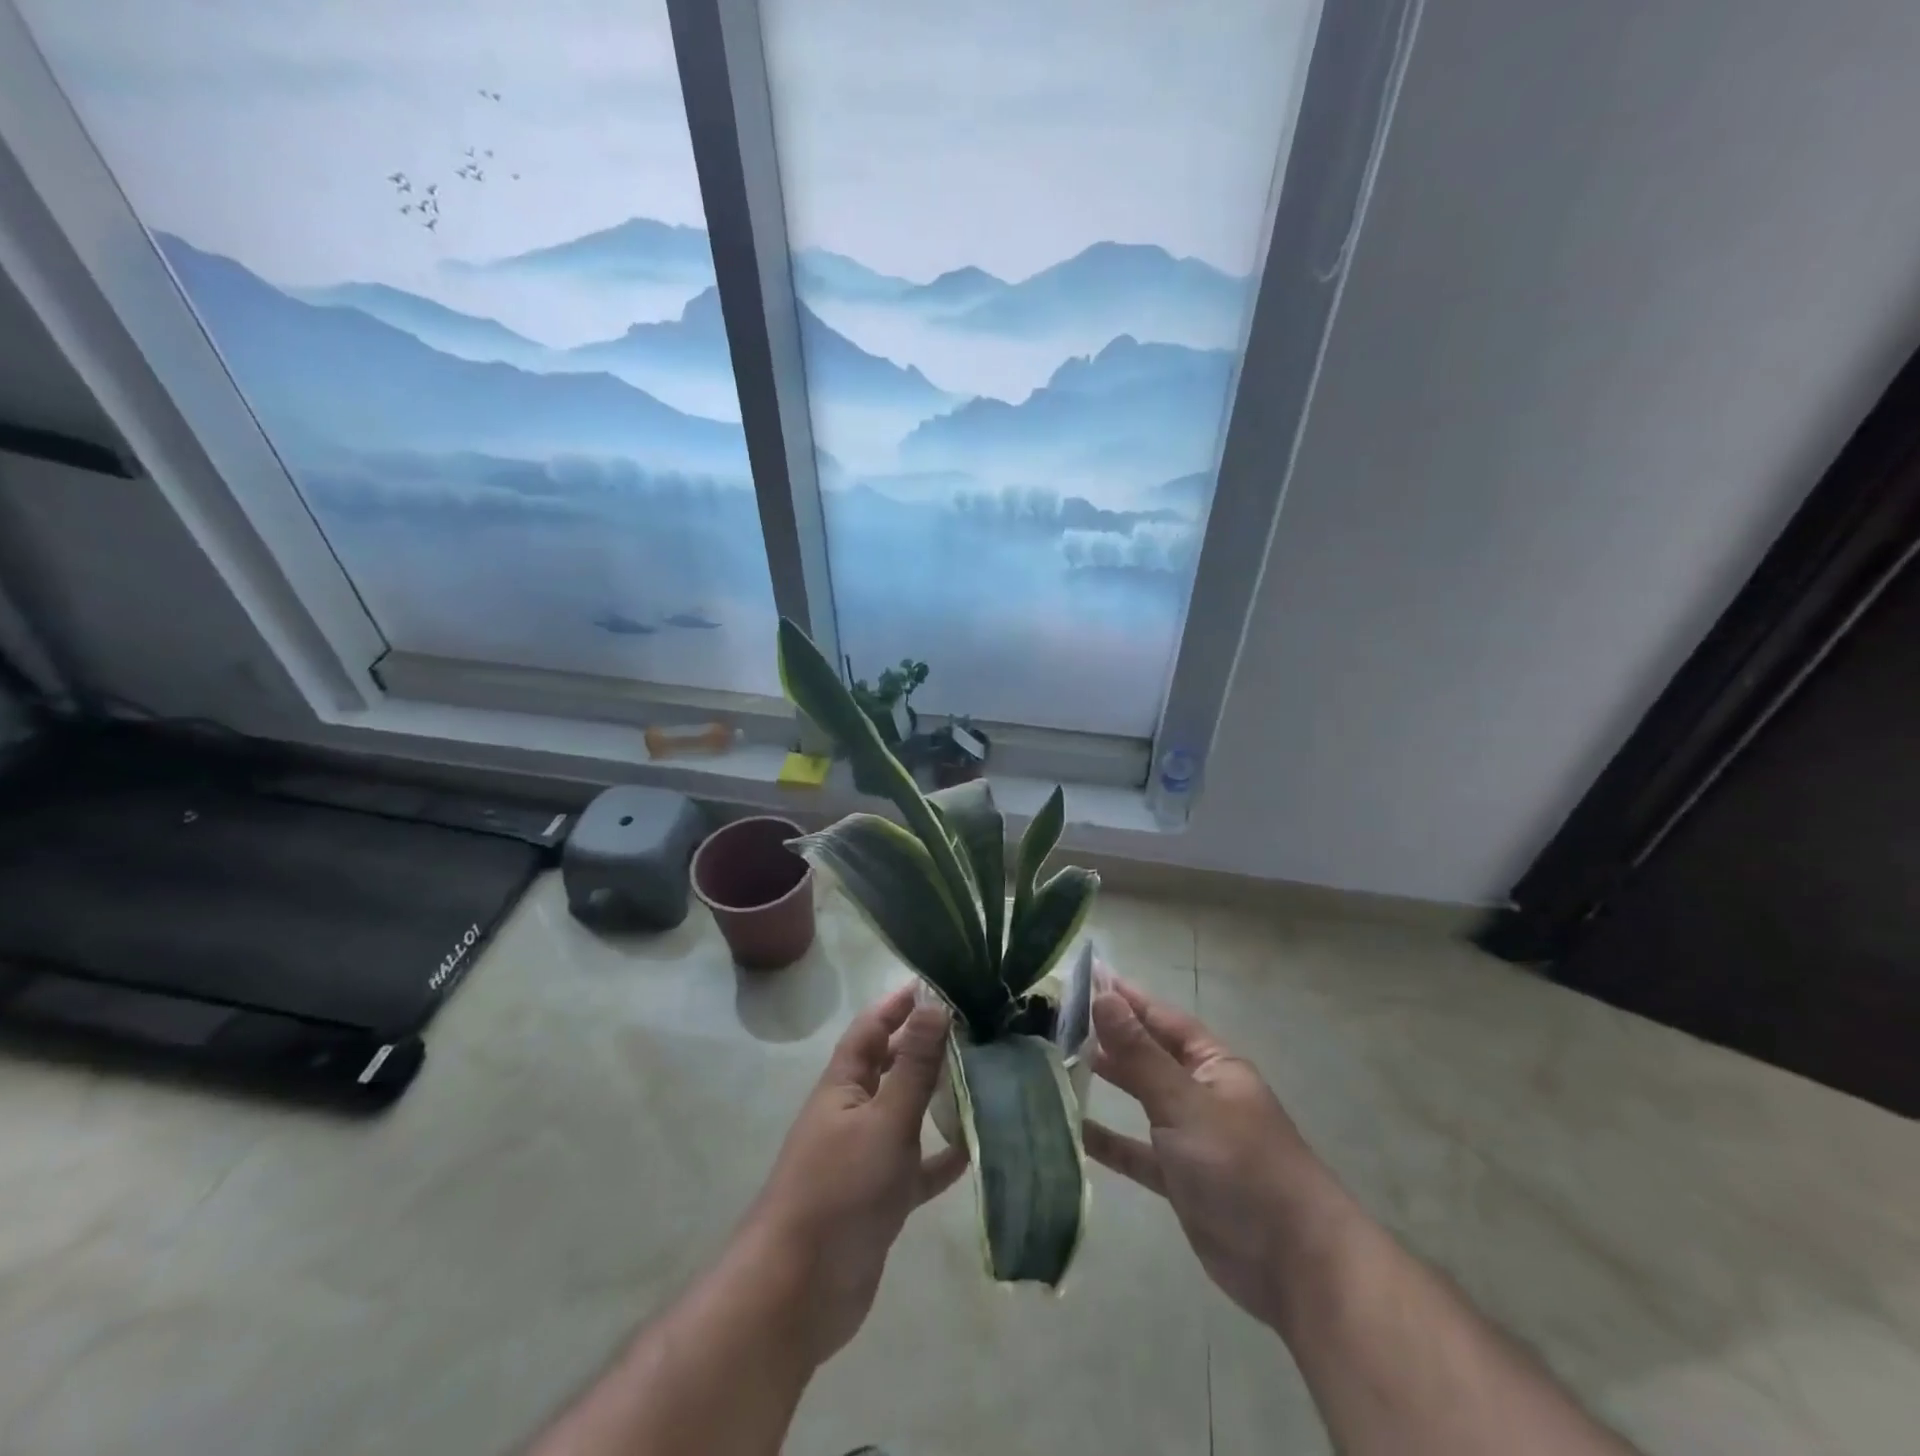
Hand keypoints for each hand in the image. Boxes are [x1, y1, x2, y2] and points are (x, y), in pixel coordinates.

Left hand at [741, 984, 966, 1364]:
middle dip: (925, 1045)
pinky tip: (975, 1149)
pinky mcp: (880, 1198)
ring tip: (982, 1078)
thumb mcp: (884, 1121)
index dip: (898, 1003)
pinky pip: (917, 1167)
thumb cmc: (839, 1191)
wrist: (798, 1292)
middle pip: (891, 1066)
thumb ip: (913, 1066)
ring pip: (907, 1114)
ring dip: (937, 1097)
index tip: (937, 982)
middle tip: (973, 1027)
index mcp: (843, 1085)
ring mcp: (865, 1157)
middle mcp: (853, 1112)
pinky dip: (941, 1157)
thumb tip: (935, 1004)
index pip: (871, 1027)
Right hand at [1085, 977, 1334, 1328]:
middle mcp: (1202, 1093)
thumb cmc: (1241, 1167)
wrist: (1296, 1267)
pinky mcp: (1182, 1180)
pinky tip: (1074, 1130)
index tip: (1086, 975)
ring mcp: (1192, 1138)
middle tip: (1059, 1017)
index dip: (1127, 997)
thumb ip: (1139, 1054)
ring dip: (1109, 1081)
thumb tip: (1104, 996)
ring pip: (1142, 1099)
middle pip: (1150, 1054)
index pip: (1162, 1018)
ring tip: (1059, 1059)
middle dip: (1111, 1036)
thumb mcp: (1185, 1103)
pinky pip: (1138, 1151)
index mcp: (1213, 1065)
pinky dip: (1111, 1141)